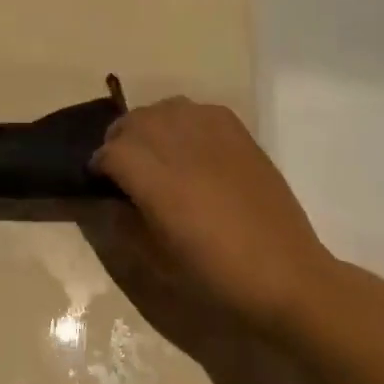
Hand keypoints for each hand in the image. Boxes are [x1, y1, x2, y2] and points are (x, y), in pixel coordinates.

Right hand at [92, 97, 334, 329]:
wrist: (286, 276)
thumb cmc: (217, 276)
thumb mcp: (158, 258)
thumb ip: (126, 221)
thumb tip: (112, 198)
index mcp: (158, 183)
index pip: (111, 152)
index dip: (98, 164)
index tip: (97, 179)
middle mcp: (181, 148)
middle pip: (134, 121)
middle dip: (120, 139)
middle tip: (121, 164)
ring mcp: (213, 135)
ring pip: (164, 108)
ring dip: (150, 125)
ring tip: (153, 148)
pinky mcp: (239, 133)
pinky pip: (199, 110)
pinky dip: (183, 119)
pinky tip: (188, 143)